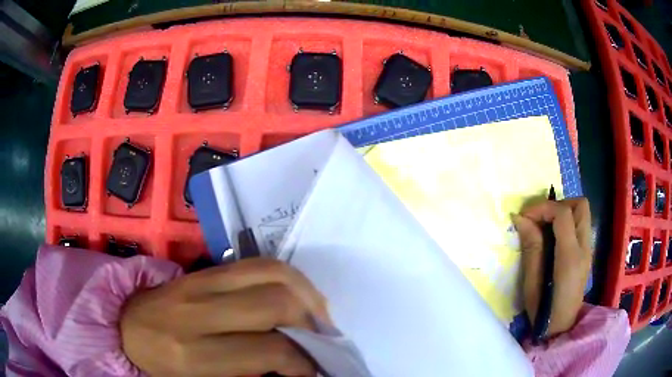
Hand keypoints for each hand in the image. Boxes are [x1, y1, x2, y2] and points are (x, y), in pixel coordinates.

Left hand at [120, 258, 329, 376]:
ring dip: (306, 295)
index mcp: (193, 354)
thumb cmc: (162, 367)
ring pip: (272, 272)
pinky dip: (289, 278)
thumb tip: (294, 369)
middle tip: (321, 342)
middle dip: (311, 324)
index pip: (268, 350)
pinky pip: (257, 263)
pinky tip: (295, 298)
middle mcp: (197, 311)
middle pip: (275, 302)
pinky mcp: (204, 269)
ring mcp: (199, 282)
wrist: (126, 327)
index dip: (303, 362)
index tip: (313, 372)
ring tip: (315, 318)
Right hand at [512, 198, 591, 336]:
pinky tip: (553, 238)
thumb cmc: (543, 311)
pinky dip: (567, 222)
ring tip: (545, 226)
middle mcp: (584, 248)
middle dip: (559, 204)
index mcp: (570, 257)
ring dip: (563, 212)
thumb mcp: (531, 283)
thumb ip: (531, 247)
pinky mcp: (587, 253)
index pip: (563, 214)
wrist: (560, 328)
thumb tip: (521, 218)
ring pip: (582, 212)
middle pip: (580, 206)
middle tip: (540, 218)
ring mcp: (588, 250)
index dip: (543, 208)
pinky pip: (580, 225)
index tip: (524, 216)